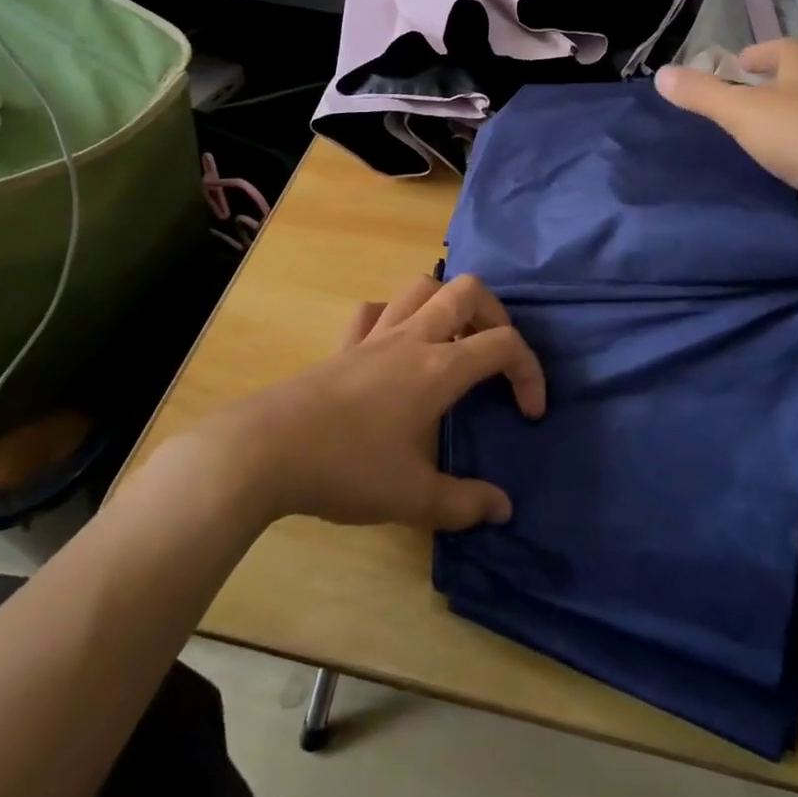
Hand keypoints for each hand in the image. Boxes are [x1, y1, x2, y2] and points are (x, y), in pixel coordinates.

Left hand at [197, 274, 545, 531]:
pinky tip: (395, 346)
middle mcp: (413, 338)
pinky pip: (375, 312)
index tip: (529, 413)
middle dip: (496, 314)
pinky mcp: (345, 345)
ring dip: (448, 304)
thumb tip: (502, 509)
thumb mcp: (413, 498)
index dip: (530, 371)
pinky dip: (394, 317)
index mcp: (439, 368)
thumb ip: (464, 504)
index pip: (504, 344)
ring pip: (422, 287)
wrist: (267, 450)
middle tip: (496, 355)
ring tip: (454, 343)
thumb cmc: (347, 468)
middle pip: (468, 290)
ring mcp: (376, 335)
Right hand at [655, 40, 797, 237]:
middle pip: (788, 77)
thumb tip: (661, 74)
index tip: (727, 73)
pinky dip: (794, 146)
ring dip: (779, 119)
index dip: (748, 58)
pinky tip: (779, 164)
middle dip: (762, 87)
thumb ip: (701, 94)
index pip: (771, 48)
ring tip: (749, 136)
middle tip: (730, 106)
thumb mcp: (741, 112)